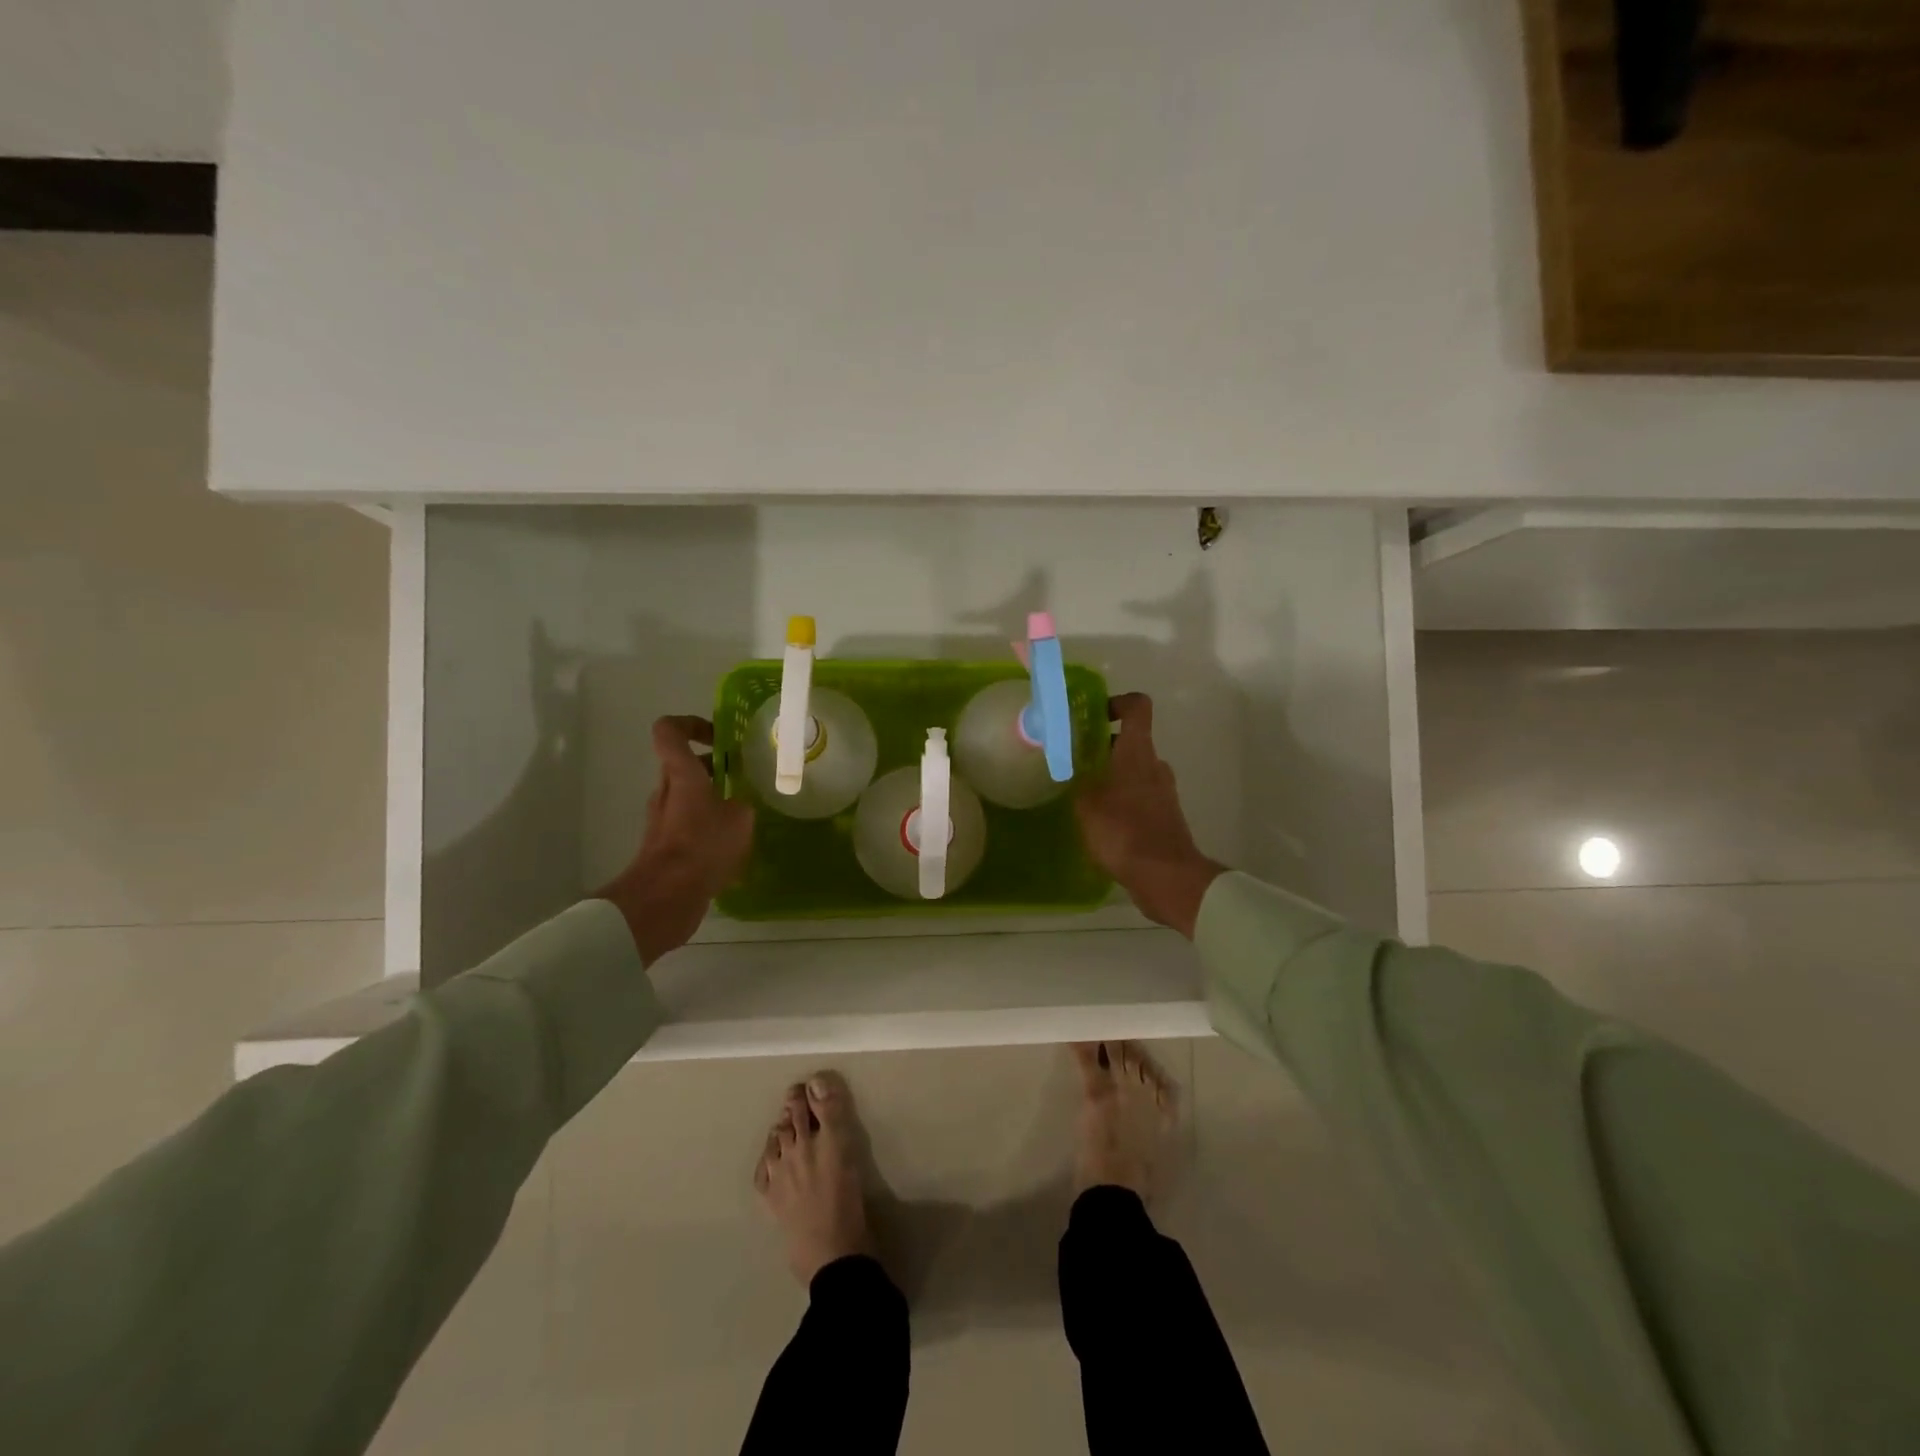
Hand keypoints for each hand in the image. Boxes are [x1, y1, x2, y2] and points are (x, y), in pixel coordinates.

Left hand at [596, 716, 754, 964]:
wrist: (666, 896)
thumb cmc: (703, 845)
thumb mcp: (740, 818)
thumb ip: (742, 803)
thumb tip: (739, 805)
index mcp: (681, 773)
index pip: (669, 730)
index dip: (692, 724)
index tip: (718, 736)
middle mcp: (666, 791)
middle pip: (683, 765)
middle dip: (713, 768)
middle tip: (743, 777)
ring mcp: (663, 821)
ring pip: (687, 797)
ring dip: (713, 801)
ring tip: (744, 816)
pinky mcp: (665, 848)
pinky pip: (689, 827)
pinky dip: (708, 831)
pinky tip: (734, 850)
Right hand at [1075, 693, 1223, 938]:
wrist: (1166, 877)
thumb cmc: (1123, 831)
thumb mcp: (1086, 804)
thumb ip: (1077, 782)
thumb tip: (1073, 770)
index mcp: (1138, 752)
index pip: (1137, 707)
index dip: (1116, 703)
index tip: (1093, 716)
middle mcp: (1155, 766)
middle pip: (1130, 742)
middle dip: (1102, 748)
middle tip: (1073, 762)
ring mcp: (1163, 793)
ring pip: (1134, 772)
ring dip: (1111, 777)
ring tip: (1082, 796)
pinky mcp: (1165, 818)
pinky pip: (1139, 798)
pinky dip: (1121, 801)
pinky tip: (1099, 823)